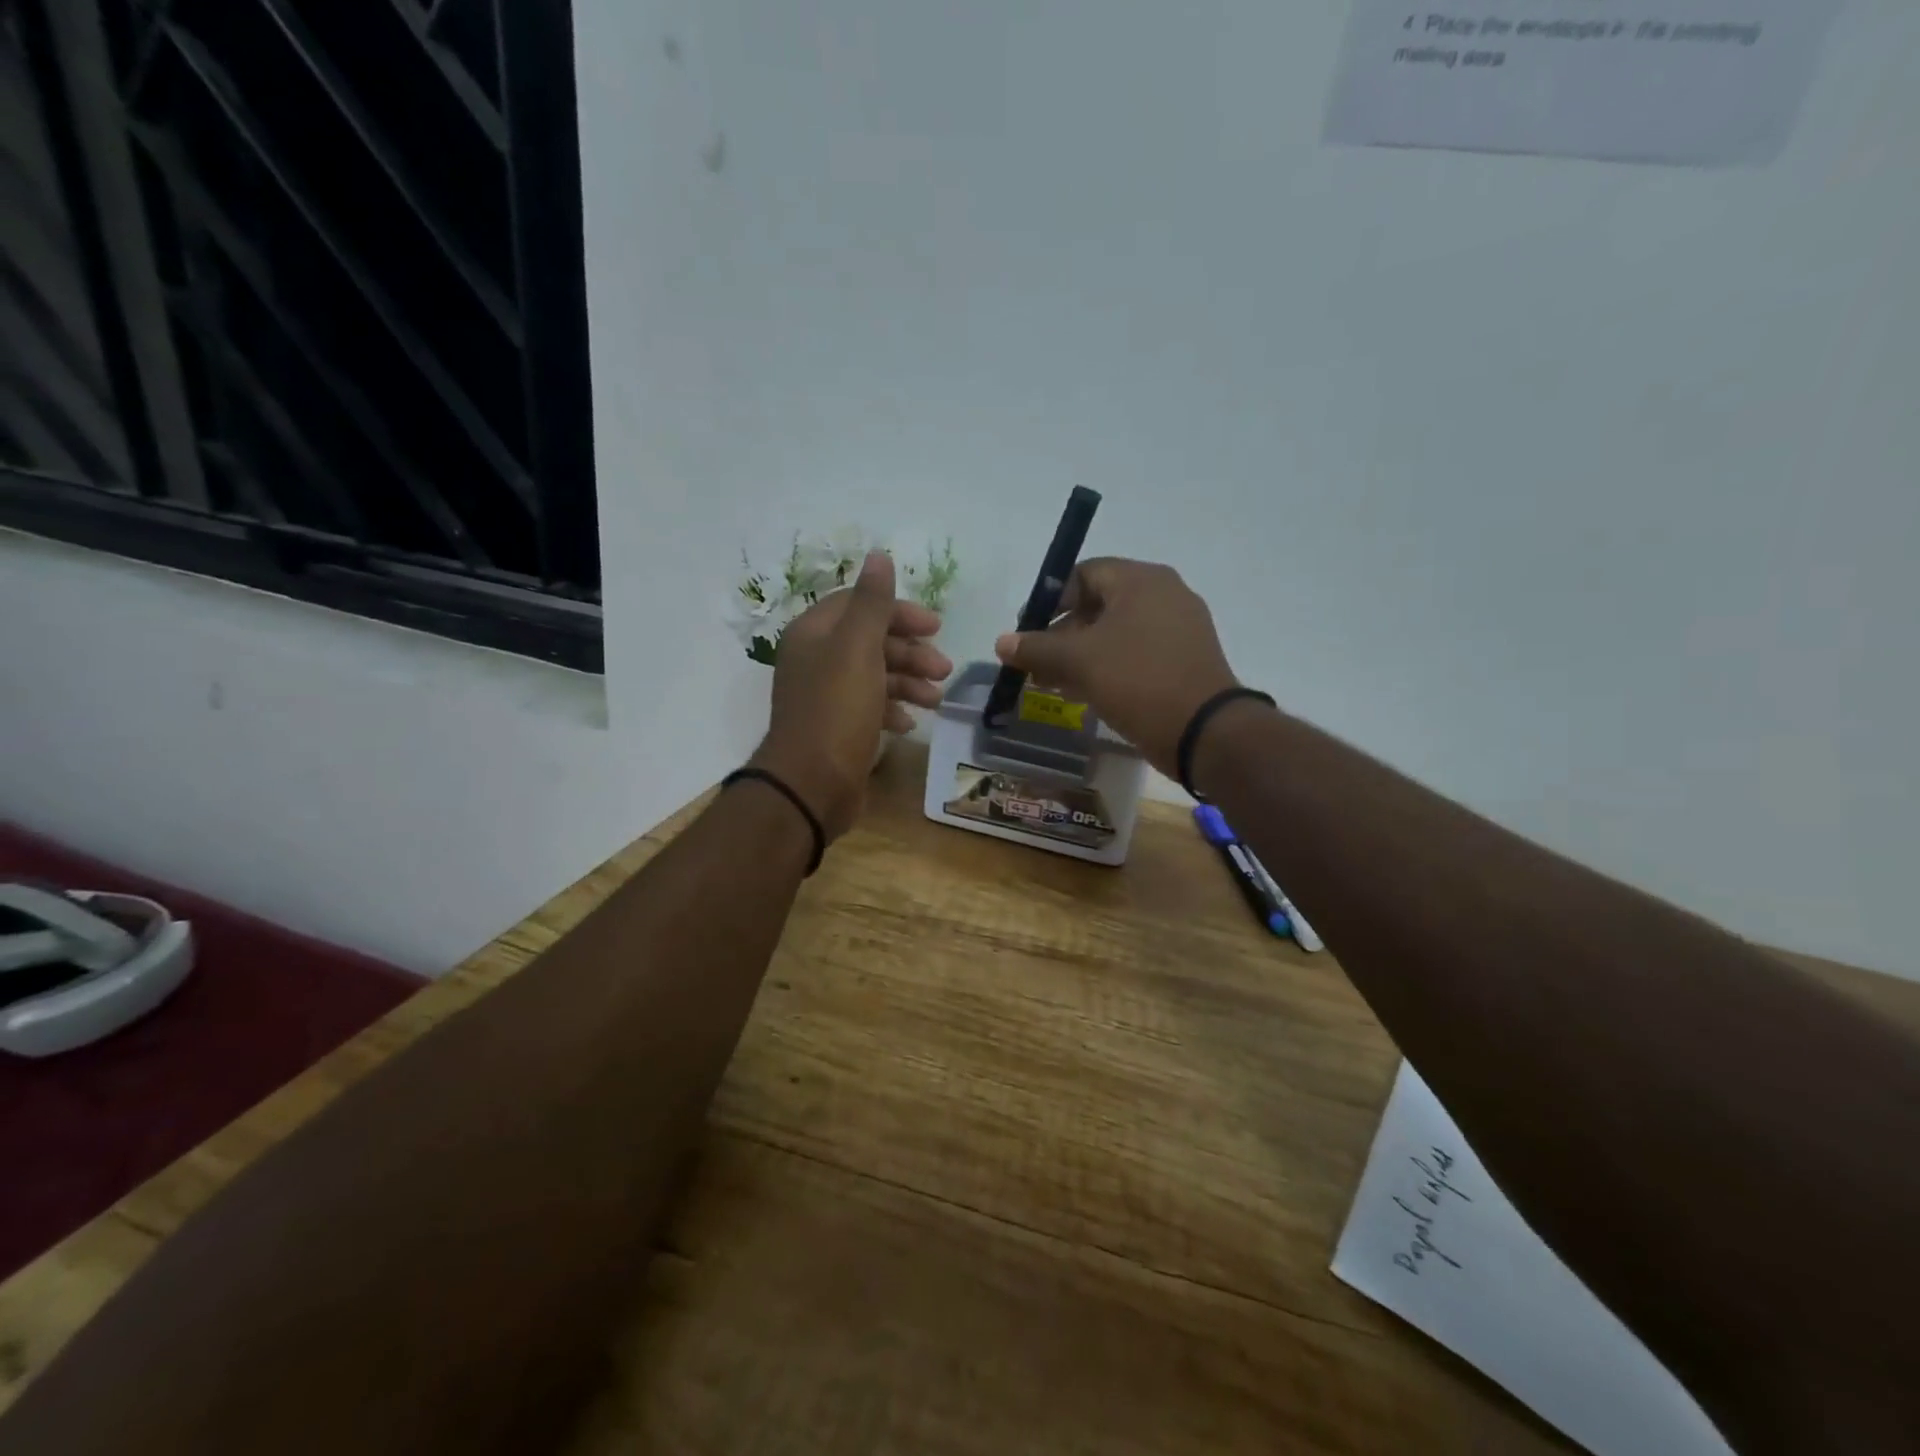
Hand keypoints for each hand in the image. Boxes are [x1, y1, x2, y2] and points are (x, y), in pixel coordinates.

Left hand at [751, 551, 952, 841]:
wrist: (810, 785)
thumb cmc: (836, 711)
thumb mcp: (857, 649)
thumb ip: (872, 603)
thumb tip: (878, 555)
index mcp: (814, 633)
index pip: (860, 606)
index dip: (899, 612)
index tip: (936, 627)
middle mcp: (816, 659)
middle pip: (870, 641)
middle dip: (910, 652)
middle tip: (944, 669)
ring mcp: (824, 696)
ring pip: (874, 675)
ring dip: (907, 682)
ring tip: (936, 699)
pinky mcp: (836, 727)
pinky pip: (869, 707)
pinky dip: (892, 710)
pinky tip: (910, 724)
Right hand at [994, 558, 1241, 776]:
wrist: (1205, 731)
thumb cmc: (1139, 680)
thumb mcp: (1080, 661)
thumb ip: (1037, 648)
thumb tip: (1002, 641)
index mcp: (1141, 581)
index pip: (1084, 574)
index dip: (1050, 601)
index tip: (1027, 631)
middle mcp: (1164, 595)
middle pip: (1099, 605)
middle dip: (1061, 634)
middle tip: (1036, 663)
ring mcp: (1178, 629)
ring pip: (1115, 633)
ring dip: (1080, 655)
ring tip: (1052, 684)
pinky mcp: (1183, 660)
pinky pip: (1135, 654)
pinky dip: (1106, 667)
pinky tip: (1084, 694)